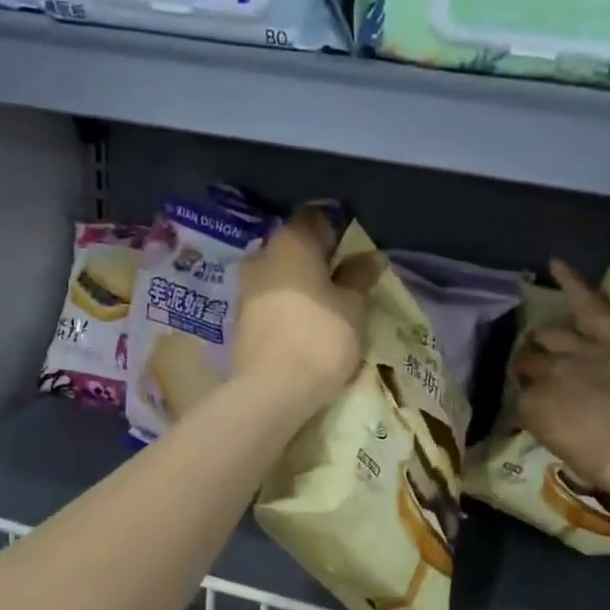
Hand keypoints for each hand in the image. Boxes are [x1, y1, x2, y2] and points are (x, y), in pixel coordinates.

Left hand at [232, 206, 375, 416]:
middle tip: (345, 284)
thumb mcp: (353, 307)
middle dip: (318, 261)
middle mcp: (262, 256)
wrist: (270, 390)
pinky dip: (287, 306)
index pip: (316, 219)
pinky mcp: (240, 319)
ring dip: (301, 286)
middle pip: (295, 247)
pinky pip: (270, 301)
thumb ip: (359, 278)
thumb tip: (369, 257)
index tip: (356, 256)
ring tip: (327, 309)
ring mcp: (245, 288)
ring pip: (280, 275)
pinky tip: (304, 327)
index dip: (338, 233)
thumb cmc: (320, 338)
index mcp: (290, 242)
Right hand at [514, 260, 609, 487]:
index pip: (521, 395)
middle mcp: (546, 372)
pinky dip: (571, 282)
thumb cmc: (607, 464)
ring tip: (542, 338)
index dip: (529, 397)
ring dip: (543, 337)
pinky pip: (586, 304)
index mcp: (533, 406)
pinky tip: (555, 263)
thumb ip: (549, 424)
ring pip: (550, 335)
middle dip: (529, 364)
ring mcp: (577, 350)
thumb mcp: (563, 449)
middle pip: (529, 361)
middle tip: (536, 370)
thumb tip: (544, 412)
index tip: (535, 403)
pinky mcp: (609, 334)